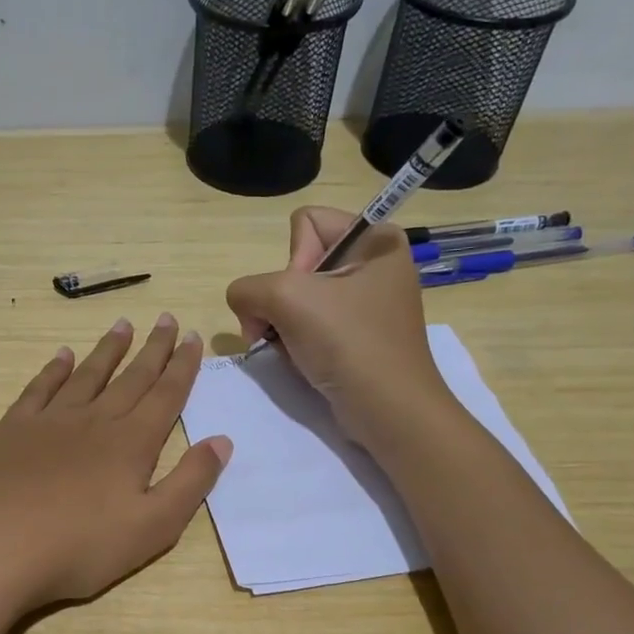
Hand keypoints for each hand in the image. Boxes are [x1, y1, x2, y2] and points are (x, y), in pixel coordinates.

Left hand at [0, 315, 231, 612]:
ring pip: (88, 375)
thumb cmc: (82, 547)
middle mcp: (95, 420)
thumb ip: (191, 482)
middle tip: (166, 318)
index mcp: (132, 443)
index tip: (194, 337)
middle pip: (131, 377)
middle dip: (153, 348)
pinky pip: (40, 388)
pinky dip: (55, 369)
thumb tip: (222, 440)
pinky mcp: (14, 429)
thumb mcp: (154, 527)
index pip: (166, 395)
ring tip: (123, 325)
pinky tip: (63, 356)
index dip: (182, 366)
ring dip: (108, 349)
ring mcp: (51, 421)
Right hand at [226, 206, 450, 441]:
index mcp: (375, 239)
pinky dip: (297, 342)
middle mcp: (374, 264)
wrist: (388, 410)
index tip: (303, 296)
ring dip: (283, 325)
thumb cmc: (348, 342)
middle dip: (280, 299)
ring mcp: (367, 303)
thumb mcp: (285, 298)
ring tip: (293, 349)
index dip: (292, 259)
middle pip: (298, 263)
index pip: (306, 223)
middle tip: (286, 329)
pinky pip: (310, 325)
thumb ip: (247, 288)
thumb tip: (244, 308)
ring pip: (298, 298)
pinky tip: (302, 361)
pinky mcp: (358, 336)